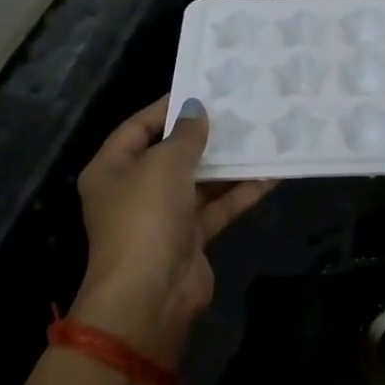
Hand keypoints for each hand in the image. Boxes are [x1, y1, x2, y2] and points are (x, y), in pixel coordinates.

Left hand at [70, 97, 274, 366]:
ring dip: (229, 163)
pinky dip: (241, 192)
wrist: (150, 296)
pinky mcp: (191, 237)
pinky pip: (218, 206)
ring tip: (262, 135)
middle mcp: (134, 189)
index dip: (169, 106)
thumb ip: (185, 135)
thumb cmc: (146, 218)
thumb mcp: (164, 165)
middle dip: (205, 134)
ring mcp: (163, 215)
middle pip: (172, 152)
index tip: (206, 88)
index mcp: (112, 168)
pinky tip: (272, 174)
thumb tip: (196, 110)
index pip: (139, 126)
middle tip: (241, 109)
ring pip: (200, 180)